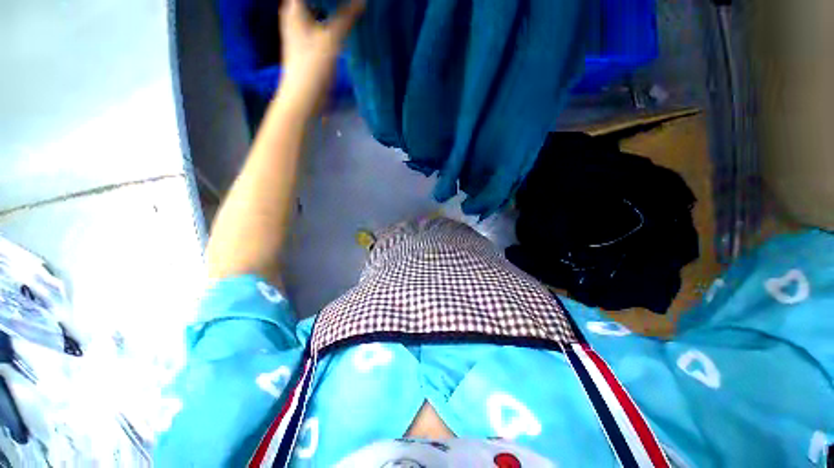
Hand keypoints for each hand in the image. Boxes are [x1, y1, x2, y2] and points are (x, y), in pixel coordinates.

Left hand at [278, 0, 364, 111]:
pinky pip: (321, 25)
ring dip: (332, 8)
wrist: (304, 97)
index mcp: (294, 9)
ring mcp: (301, 31)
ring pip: (317, 11)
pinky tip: (344, 24)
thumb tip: (363, 0)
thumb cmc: (312, 66)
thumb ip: (346, 17)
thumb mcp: (331, 40)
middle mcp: (295, 16)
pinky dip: (332, 22)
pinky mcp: (309, 45)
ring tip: (350, 7)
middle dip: (333, 1)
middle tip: (350, 2)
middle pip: (314, 1)